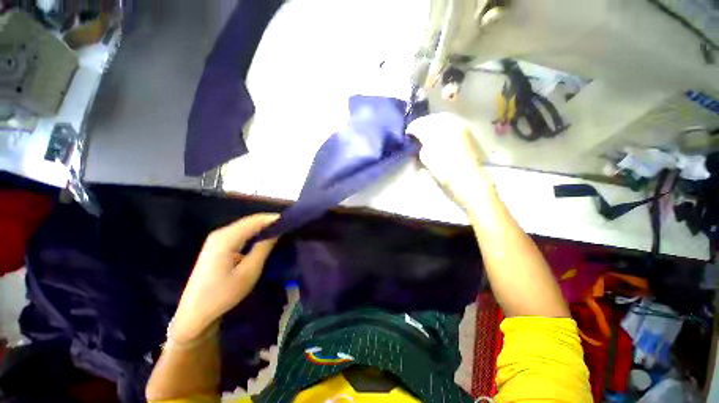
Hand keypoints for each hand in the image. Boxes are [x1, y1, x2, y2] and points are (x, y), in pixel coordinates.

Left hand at [170, 214, 279, 342]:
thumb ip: (264, 248)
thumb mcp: (248, 272)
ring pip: (246, 226)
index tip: (292, 222)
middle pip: (250, 221)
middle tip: (289, 226)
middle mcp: (220, 233)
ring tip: (282, 230)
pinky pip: (241, 233)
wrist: (195, 314)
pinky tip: (265, 238)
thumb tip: (278, 231)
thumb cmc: (222, 294)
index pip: (256, 220)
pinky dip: (255, 233)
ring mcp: (217, 239)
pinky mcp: (217, 246)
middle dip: (270, 222)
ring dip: (264, 227)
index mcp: (226, 238)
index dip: (275, 219)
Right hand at [407, 113, 493, 208]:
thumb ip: (421, 147)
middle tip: (417, 131)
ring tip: (429, 131)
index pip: (418, 125)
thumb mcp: (426, 160)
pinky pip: (451, 121)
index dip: (412, 129)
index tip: (408, 134)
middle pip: (430, 118)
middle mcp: (447, 125)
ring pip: (442, 117)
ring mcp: (459, 125)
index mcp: (434, 133)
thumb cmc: (445, 172)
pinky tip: (441, 132)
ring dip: (433, 122)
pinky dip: (443, 124)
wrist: (469, 178)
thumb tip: (420, 142)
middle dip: (422, 124)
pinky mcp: (466, 129)